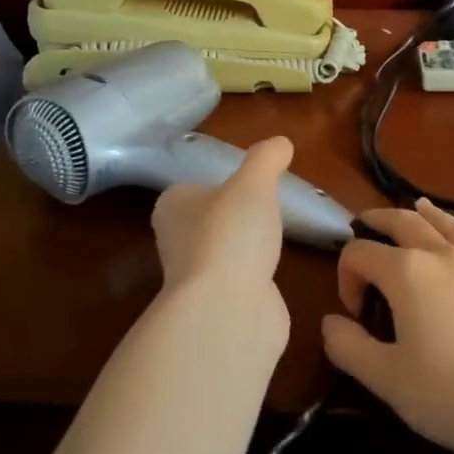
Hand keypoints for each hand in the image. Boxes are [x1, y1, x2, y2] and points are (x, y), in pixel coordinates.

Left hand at [150, 137, 293, 348]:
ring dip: (247, 248)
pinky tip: (276, 272)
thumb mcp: (253, 183)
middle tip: (268, 207)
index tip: (249, 183)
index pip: (192, 188)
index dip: (219, 184)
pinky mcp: (220, 307)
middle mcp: (177, 241)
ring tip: (276, 238)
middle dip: (235, 217)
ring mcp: (198, 278)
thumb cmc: (230, 235)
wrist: (227, 312)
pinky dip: (257, 277)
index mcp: (173, 207)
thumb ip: (266, 159)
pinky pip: (242, 282)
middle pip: (209, 221)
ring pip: (226, 252)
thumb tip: (281, 142)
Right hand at [321, 200, 453, 453]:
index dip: (345, 277)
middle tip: (362, 229)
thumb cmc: (452, 396)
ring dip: (418, 214)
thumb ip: (348, 346)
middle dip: (376, 223)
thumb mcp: (386, 380)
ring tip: (412, 208)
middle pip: (400, 222)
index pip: (359, 253)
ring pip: (442, 223)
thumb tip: (331, 321)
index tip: (354, 314)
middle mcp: (440, 254)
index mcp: (406, 272)